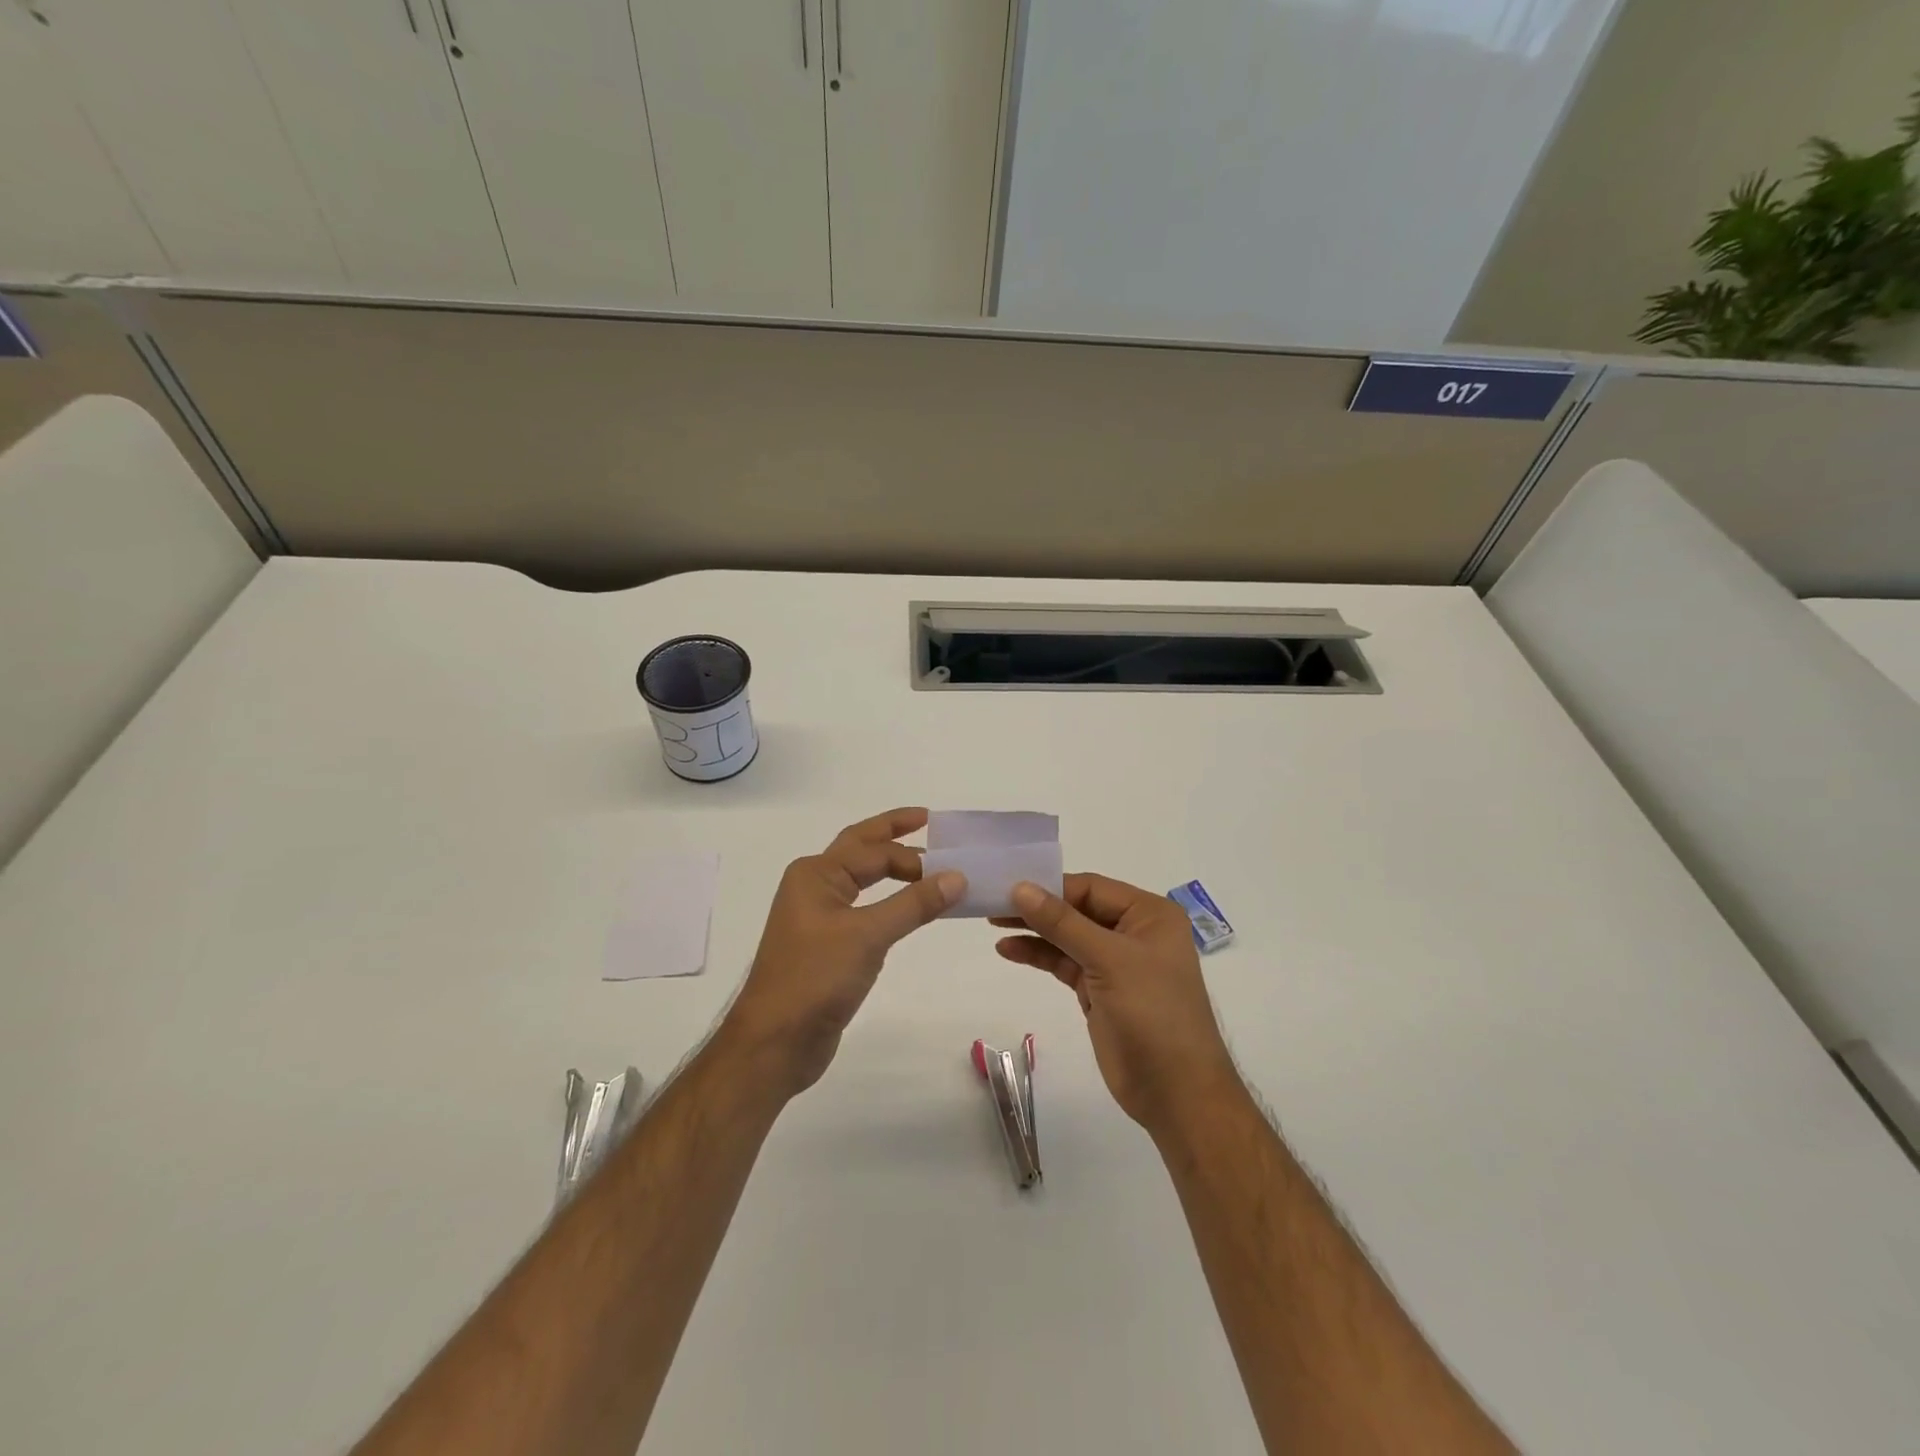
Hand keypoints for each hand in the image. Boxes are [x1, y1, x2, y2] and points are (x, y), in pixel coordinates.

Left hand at [721, 808, 964, 1097]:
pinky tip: (905, 908)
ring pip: (860, 880)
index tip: (953, 868)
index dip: (914, 856)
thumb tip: (957, 876)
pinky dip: (886, 902)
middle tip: (928, 820)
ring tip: (924, 862)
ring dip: (890, 869)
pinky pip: (862, 909)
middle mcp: (813, 887)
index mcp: (815, 874)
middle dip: (892, 834)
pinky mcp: (825, 946)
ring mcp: (817, 917)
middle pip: (859, 849)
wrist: (774, 1042)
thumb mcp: (868, 935)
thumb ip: (914, 904)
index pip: (874, 852)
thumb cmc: (815, 978)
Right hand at [994, 874, 1238, 1133]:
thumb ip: (1063, 923)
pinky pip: (1064, 963)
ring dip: (1034, 931)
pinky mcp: (1099, 991)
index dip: (1051, 887)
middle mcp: (1134, 932)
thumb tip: (1021, 888)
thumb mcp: (1109, 960)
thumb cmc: (1153, 1013)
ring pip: (1067, 936)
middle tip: (994, 903)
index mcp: (1149, 914)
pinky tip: (1009, 950)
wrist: (1176, 1093)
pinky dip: (1038, 955)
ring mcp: (1116, 963)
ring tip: (993, 924)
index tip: (1009, 886)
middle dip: (1039, 908)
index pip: (1092, 888)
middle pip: (1078, 910)